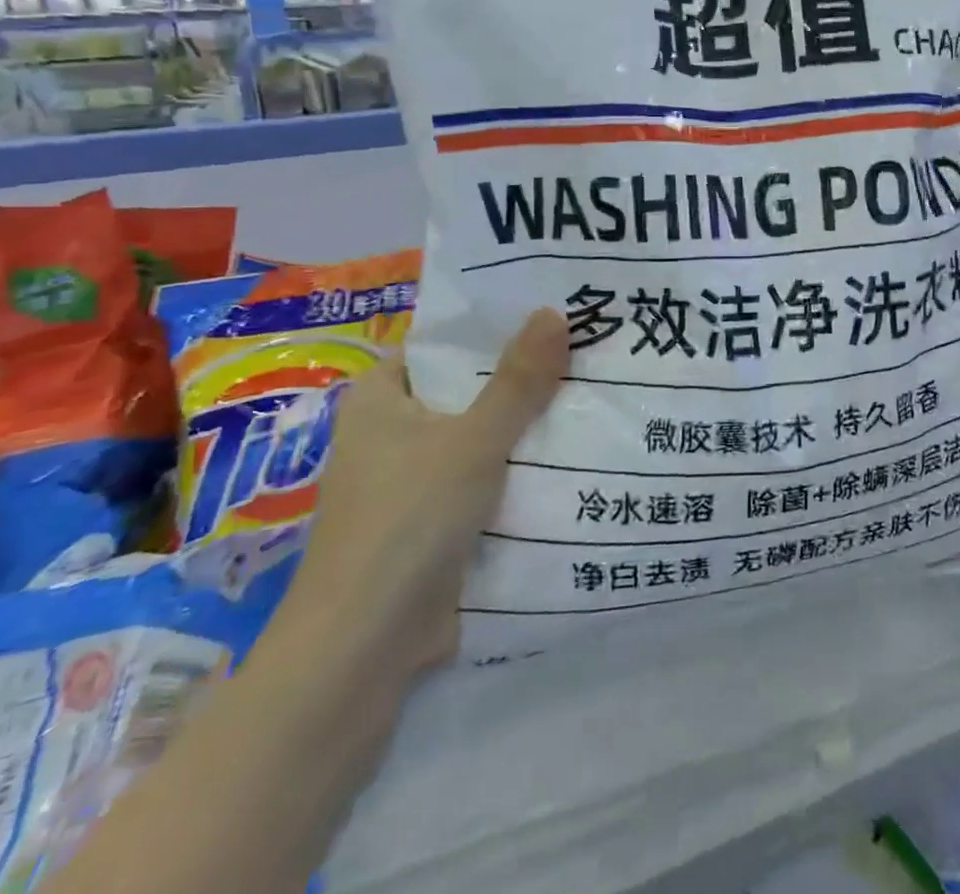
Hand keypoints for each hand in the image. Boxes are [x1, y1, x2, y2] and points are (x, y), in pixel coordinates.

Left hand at [284, 309, 568, 679]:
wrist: (364, 651)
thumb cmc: (407, 522)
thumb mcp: (472, 441)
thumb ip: (518, 380)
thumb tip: (554, 311)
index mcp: (381, 399)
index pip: (441, 342)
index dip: (492, 325)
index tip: (552, 308)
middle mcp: (392, 433)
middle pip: (468, 388)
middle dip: (524, 374)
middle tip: (588, 344)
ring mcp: (415, 480)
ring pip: (483, 434)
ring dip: (528, 423)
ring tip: (595, 388)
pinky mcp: (436, 521)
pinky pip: (488, 476)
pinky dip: (522, 466)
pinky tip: (576, 450)